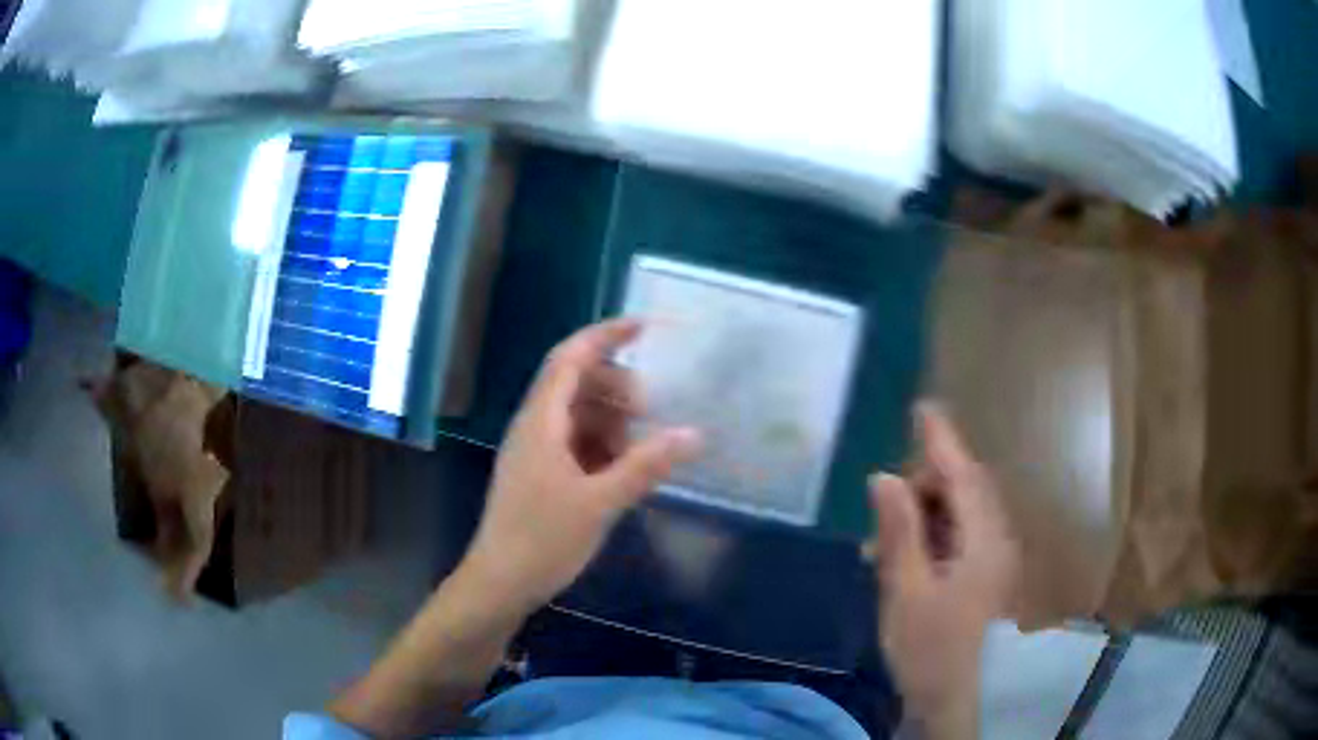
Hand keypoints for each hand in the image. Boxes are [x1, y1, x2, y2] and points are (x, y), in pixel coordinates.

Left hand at [461, 319, 702, 615]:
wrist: (499, 584)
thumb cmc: (542, 541)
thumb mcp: (600, 503)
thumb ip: (646, 466)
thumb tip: (693, 433)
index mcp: (541, 422)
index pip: (570, 357)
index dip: (605, 336)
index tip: (645, 328)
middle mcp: (534, 427)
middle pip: (575, 382)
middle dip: (616, 386)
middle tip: (651, 409)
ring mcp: (534, 451)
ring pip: (576, 414)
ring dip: (610, 419)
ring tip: (640, 446)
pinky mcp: (539, 475)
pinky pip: (573, 442)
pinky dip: (600, 445)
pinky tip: (622, 469)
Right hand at [868, 403, 1019, 738]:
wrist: (949, 696)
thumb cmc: (927, 647)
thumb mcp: (905, 590)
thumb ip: (899, 532)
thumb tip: (883, 477)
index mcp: (984, 541)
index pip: (963, 476)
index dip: (942, 441)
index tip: (922, 408)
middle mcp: (996, 541)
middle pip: (964, 490)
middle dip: (925, 484)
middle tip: (883, 502)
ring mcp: (992, 558)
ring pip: (960, 512)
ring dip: (924, 512)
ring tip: (883, 540)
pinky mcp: (983, 572)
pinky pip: (958, 535)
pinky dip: (930, 534)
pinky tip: (902, 555)